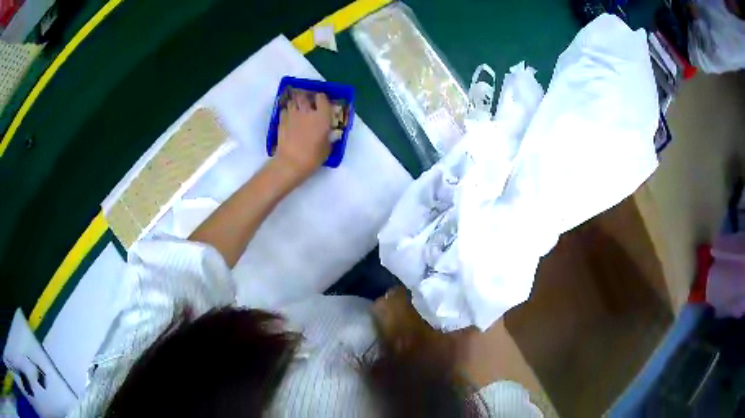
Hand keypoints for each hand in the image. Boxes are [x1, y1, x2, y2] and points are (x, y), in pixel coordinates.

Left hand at [276, 90, 332, 179]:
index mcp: (322, 116)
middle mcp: (307, 111)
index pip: (322, 98)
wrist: (291, 162)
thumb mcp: (327, 147)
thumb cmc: (313, 157)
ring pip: (292, 102)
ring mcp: (292, 115)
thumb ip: (328, 136)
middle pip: (304, 96)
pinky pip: (284, 111)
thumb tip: (328, 133)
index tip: (322, 102)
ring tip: (297, 110)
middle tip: (307, 104)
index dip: (321, 99)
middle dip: (306, 98)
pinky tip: (289, 119)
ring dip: (295, 104)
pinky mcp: (281, 121)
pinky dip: (287, 112)